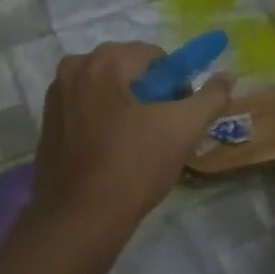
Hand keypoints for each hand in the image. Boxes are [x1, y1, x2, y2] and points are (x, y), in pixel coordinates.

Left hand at [31, 41, 232, 240]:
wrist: (80, 216)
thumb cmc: (134, 166)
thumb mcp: (183, 130)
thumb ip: (211, 98)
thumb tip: (227, 76)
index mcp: (104, 61)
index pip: (155, 56)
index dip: (176, 84)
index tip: (180, 116)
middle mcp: (74, 69)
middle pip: (129, 71)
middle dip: (151, 95)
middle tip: (163, 132)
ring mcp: (55, 97)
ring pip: (108, 92)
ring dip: (128, 109)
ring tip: (140, 146)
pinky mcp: (47, 124)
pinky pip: (87, 110)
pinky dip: (105, 122)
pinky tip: (115, 154)